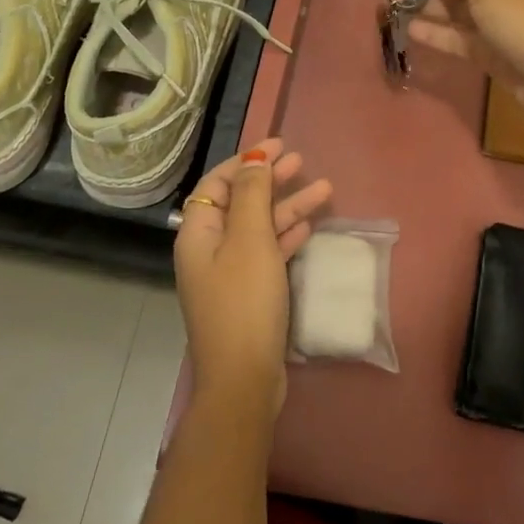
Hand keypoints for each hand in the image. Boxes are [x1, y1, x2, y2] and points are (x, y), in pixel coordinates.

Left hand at [173, 139, 332, 413]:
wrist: (244, 379)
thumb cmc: (244, 302)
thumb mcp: (250, 240)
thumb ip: (253, 195)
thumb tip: (254, 159)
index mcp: (199, 233)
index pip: (219, 183)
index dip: (246, 161)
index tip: (278, 145)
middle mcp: (210, 249)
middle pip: (241, 202)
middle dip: (270, 180)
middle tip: (301, 160)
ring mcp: (230, 273)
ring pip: (259, 227)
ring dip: (288, 206)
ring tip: (324, 188)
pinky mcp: (249, 293)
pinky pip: (268, 252)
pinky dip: (287, 236)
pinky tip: (310, 225)